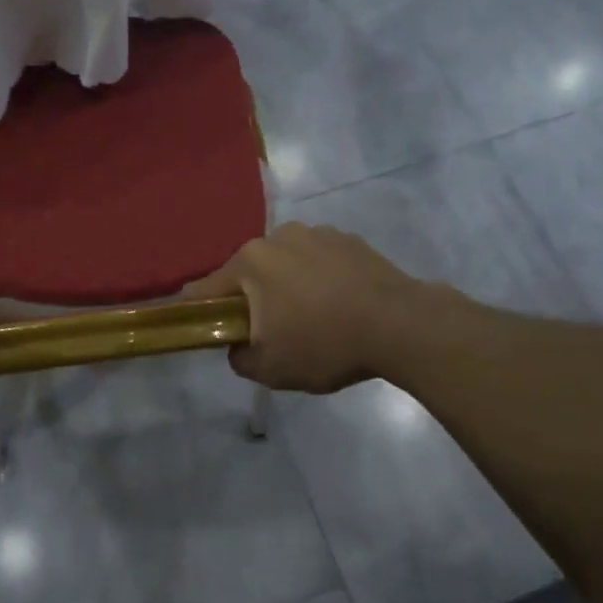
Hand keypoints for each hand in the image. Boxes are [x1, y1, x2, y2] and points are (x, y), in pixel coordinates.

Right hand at [185, 223, 430, 393]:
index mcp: (251, 262)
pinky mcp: (349, 239)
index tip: (208, 330)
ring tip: (314, 319)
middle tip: (272, 333)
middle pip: (249, 273)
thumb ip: (238, 357)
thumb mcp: (270, 369)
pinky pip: (319, 261)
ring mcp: (316, 233)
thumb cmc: (325, 344)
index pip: (206, 288)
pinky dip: (320, 279)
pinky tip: (340, 306)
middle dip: (253, 300)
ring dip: (288, 286)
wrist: (401, 326)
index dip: (201, 312)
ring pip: (286, 264)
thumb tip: (238, 345)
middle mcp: (278, 236)